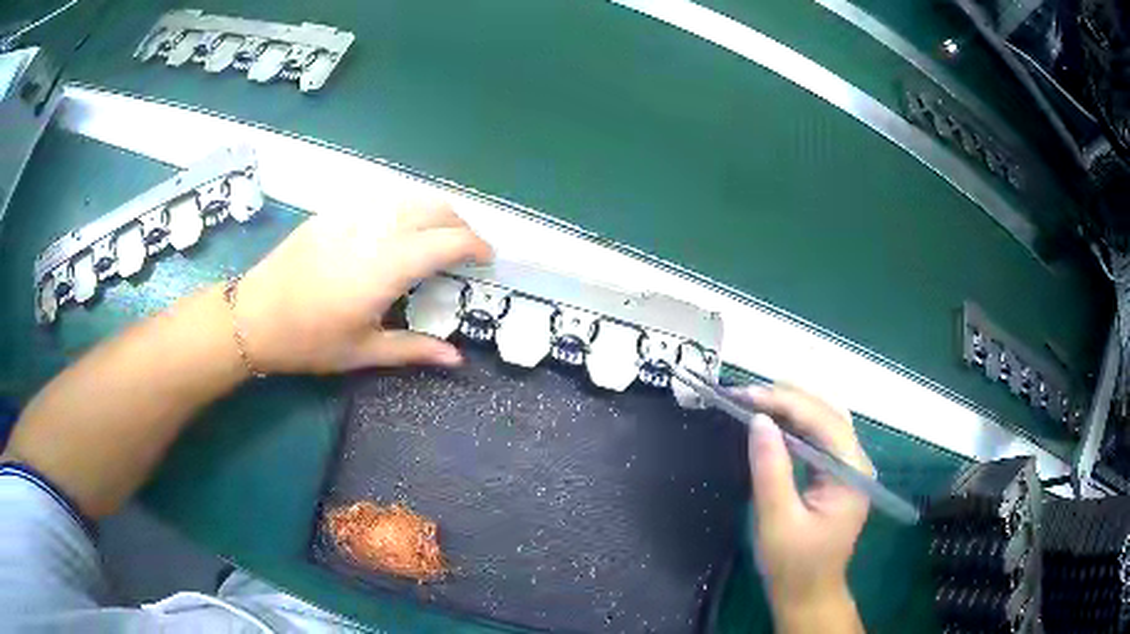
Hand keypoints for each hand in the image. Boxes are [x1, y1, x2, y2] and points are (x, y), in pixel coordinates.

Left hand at [235, 200, 492, 373]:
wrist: (255, 315)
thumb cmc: (309, 340)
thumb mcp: (363, 351)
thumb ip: (414, 349)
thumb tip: (457, 358)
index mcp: (388, 265)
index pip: (449, 240)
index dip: (476, 245)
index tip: (487, 259)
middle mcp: (376, 230)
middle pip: (435, 209)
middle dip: (460, 225)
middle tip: (466, 250)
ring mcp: (353, 215)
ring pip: (409, 197)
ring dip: (434, 212)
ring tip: (437, 237)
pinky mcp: (334, 212)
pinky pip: (381, 199)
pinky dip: (404, 208)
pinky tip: (397, 229)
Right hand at [737, 385, 870, 630]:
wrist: (808, 595)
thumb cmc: (793, 564)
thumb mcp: (777, 521)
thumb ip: (771, 469)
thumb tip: (758, 420)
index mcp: (851, 472)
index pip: (822, 421)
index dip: (785, 402)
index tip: (745, 395)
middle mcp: (856, 461)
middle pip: (827, 413)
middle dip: (787, 397)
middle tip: (744, 394)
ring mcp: (849, 466)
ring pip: (824, 420)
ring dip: (790, 406)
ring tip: (754, 399)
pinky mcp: (837, 474)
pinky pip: (819, 437)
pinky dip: (795, 424)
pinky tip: (773, 421)